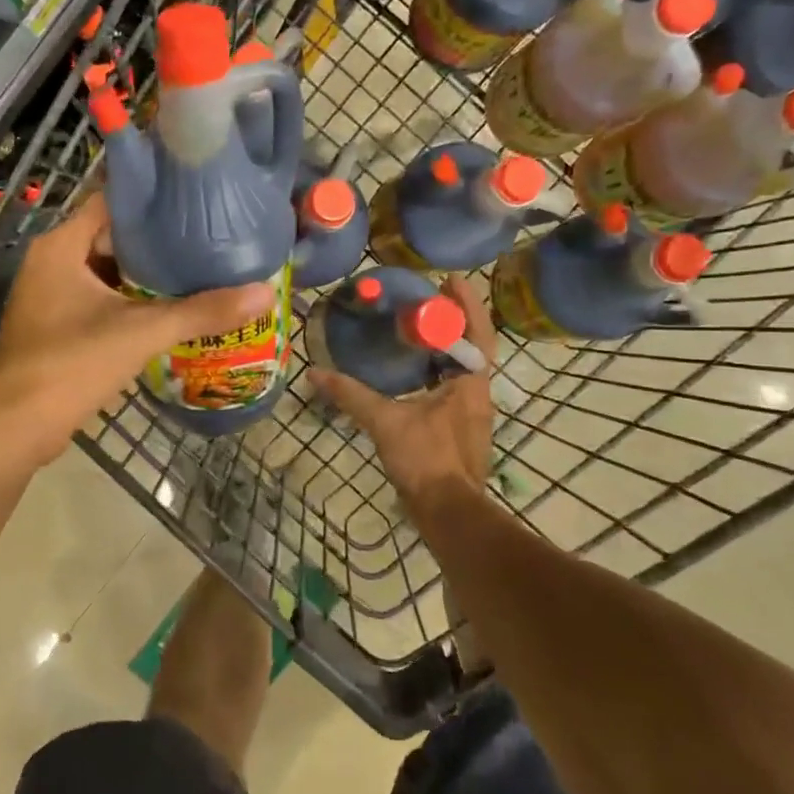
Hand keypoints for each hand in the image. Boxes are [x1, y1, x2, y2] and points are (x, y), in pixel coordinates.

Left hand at [0, 193, 274, 463]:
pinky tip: (168, 308)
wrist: (17, 427)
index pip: (111, 201)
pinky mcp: (55, 324)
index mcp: (61, 246)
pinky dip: (130, 300)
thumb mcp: (141, 333)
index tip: (196, 199)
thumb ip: (201, 312)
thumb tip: (264, 293)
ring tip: (197, 268)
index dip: (153, 199)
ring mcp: (50, 295)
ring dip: (145, 274)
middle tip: (207, 237)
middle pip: (111, 235)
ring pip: (106, 270)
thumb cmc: (72, 364)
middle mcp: (51, 261)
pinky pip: (99, 298)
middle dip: (157, 240)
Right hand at [311, 273, 497, 511]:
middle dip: (452, 322)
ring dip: (445, 347)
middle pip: (471, 348)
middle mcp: (477, 395)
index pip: (477, 333)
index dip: (466, 304)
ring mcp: (470, 415)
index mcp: (470, 385)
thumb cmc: (426, 460)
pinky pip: (451, 388)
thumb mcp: (385, 422)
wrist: (448, 513)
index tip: (450, 280)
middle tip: (426, 301)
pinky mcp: (458, 431)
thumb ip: (351, 395)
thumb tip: (315, 373)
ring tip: (418, 329)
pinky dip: (436, 372)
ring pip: (461, 370)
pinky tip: (412, 373)